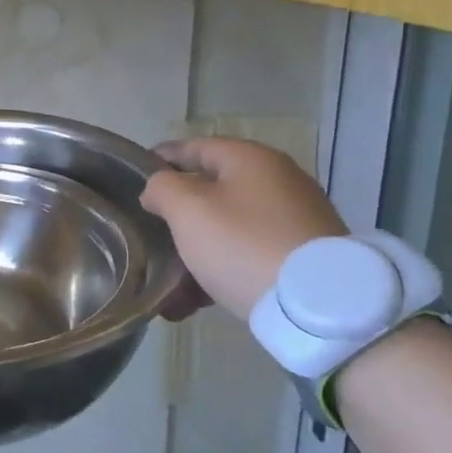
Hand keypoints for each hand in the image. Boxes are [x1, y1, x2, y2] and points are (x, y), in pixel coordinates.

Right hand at [141, 138, 345, 321]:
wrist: (317, 305)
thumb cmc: (242, 244)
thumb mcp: (188, 209)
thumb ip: (162, 188)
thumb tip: (159, 188)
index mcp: (251, 159)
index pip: (195, 147)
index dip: (161, 159)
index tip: (133, 176)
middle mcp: (278, 180)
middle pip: (212, 189)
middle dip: (178, 213)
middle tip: (150, 231)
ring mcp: (295, 218)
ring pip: (228, 227)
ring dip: (196, 250)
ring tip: (169, 281)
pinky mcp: (303, 255)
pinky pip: (249, 254)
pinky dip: (221, 270)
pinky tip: (196, 299)